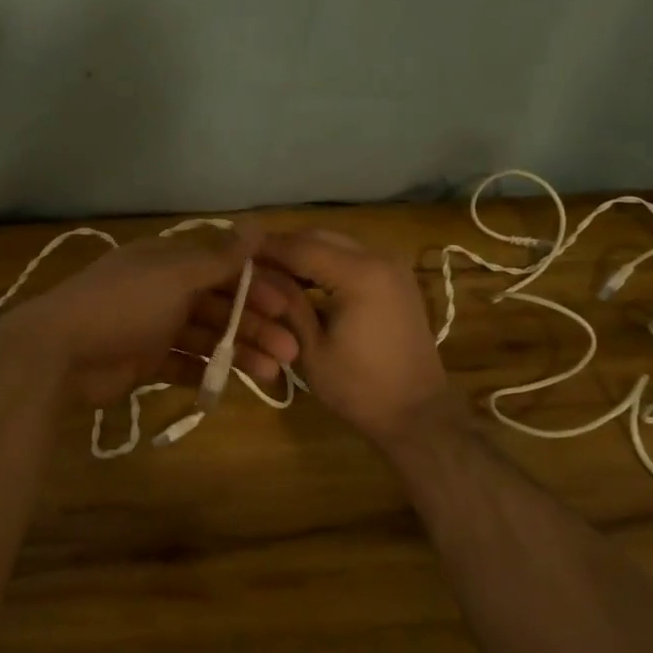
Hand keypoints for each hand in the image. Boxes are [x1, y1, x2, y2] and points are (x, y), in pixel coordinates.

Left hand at [3, 226, 301, 407]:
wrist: (61, 352)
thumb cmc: (124, 304)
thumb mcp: (176, 275)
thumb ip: (219, 257)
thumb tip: (257, 223)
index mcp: (169, 261)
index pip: (224, 267)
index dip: (258, 284)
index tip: (289, 305)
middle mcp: (163, 290)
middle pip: (220, 305)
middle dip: (256, 324)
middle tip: (291, 350)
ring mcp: (152, 327)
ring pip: (207, 337)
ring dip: (240, 351)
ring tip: (273, 373)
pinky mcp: (144, 361)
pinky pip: (184, 364)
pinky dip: (207, 371)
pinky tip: (233, 383)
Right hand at [255, 229, 451, 447]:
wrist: (419, 414)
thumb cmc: (360, 388)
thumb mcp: (310, 348)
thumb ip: (286, 304)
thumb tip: (255, 274)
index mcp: (359, 274)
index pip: (300, 247)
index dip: (264, 248)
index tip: (233, 253)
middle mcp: (378, 258)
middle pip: (318, 237)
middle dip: (282, 249)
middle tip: (249, 267)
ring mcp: (391, 267)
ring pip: (334, 244)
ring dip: (303, 255)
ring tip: (270, 277)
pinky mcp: (395, 280)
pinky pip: (351, 259)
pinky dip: (324, 265)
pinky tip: (302, 285)